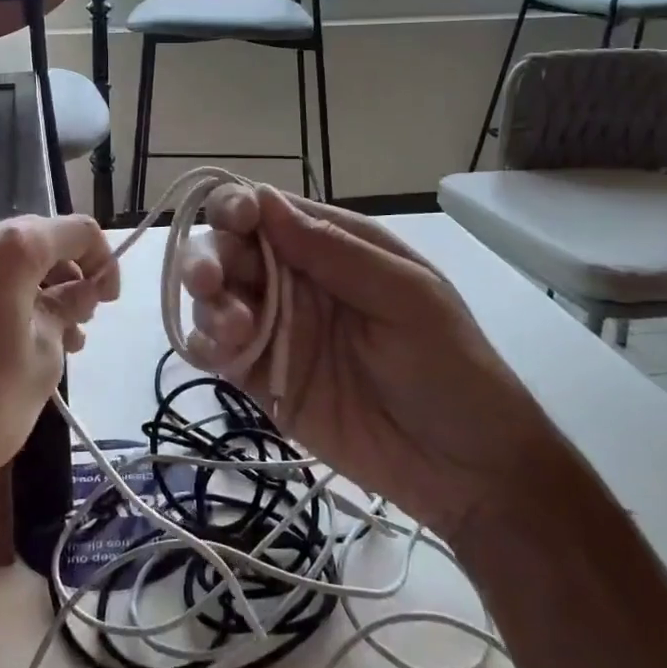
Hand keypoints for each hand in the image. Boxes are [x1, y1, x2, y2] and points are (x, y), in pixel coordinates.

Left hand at [0, 214, 117, 530]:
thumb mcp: (44, 358)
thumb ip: (66, 312)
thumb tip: (79, 293)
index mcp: (9, 250)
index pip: (75, 230)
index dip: (103, 260)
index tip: (109, 301)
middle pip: (37, 241)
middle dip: (69, 274)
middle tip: (83, 322)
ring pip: (6, 264)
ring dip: (40, 290)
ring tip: (57, 342)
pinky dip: (7, 300)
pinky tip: (15, 346)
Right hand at [180, 186, 555, 537]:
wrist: (463, 468)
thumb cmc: (449, 366)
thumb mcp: (406, 296)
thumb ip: (334, 250)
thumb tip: (263, 199)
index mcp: (332, 247)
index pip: (268, 210)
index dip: (238, 206)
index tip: (234, 223)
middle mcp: (294, 280)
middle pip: (229, 250)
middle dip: (209, 257)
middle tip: (209, 282)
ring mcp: (275, 329)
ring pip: (215, 298)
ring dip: (208, 305)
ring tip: (235, 332)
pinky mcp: (261, 378)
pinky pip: (216, 351)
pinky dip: (203, 345)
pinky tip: (218, 355)